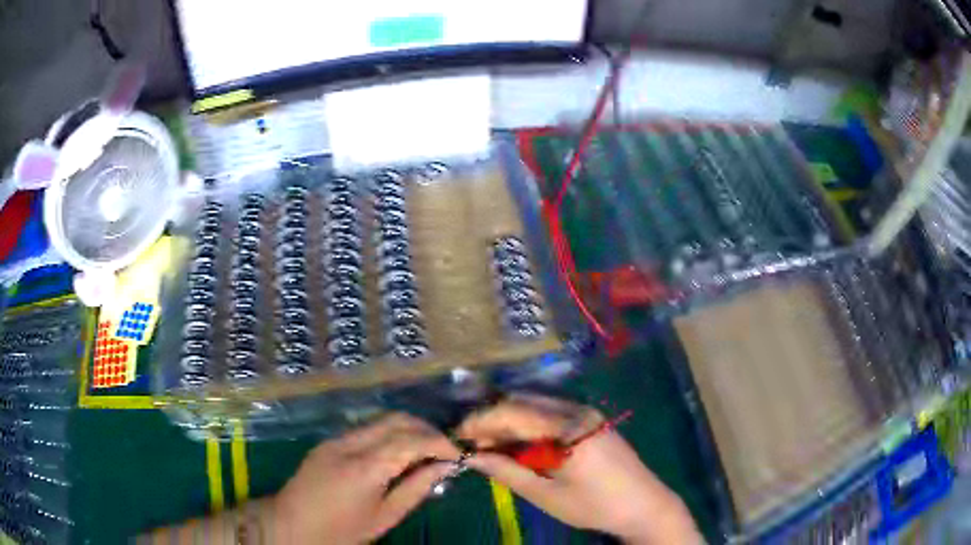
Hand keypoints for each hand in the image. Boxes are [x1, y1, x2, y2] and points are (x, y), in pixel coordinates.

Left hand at [273, 413, 459, 543]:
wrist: (291, 524)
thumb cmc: (341, 531)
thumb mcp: (384, 517)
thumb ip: (416, 489)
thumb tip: (444, 467)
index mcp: (364, 468)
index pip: (410, 440)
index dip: (440, 443)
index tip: (458, 454)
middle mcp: (349, 444)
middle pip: (397, 420)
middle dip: (426, 429)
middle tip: (445, 450)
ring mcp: (336, 439)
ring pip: (381, 420)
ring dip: (408, 430)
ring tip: (425, 452)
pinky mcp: (329, 441)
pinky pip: (366, 429)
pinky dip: (389, 435)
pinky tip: (398, 454)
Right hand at [458, 395, 700, 544]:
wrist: (645, 505)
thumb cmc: (594, 505)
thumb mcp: (546, 494)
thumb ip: (508, 471)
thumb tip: (472, 456)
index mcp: (567, 427)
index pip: (513, 412)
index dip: (480, 421)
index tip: (457, 436)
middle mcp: (577, 409)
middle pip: (523, 402)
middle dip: (493, 419)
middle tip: (471, 443)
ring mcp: (587, 412)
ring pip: (536, 406)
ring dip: (510, 422)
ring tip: (490, 445)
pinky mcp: (592, 420)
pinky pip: (552, 414)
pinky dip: (529, 425)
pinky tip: (519, 444)